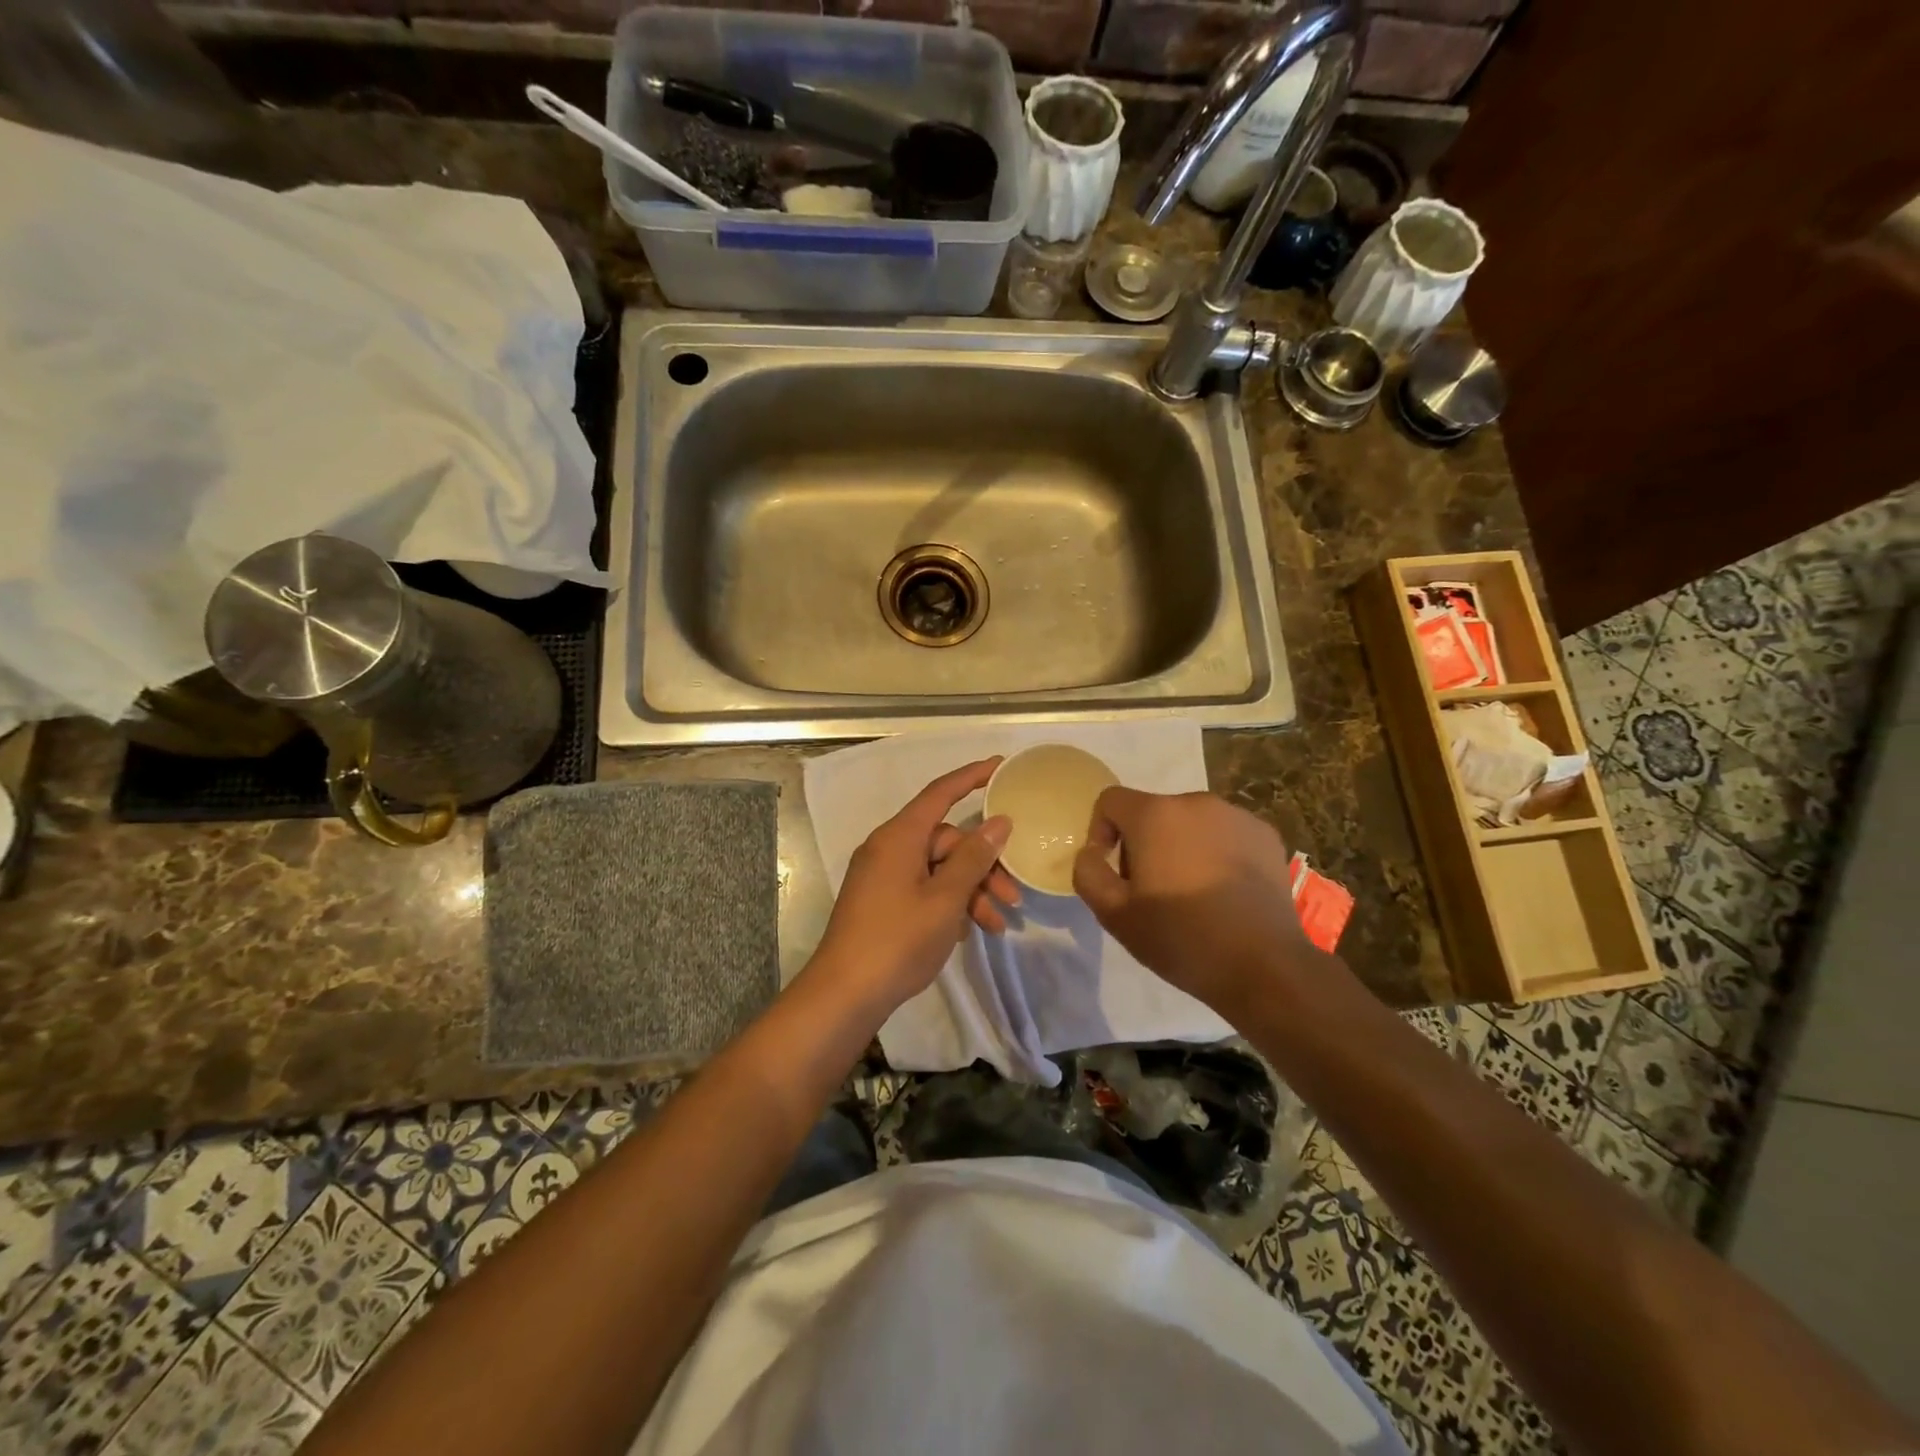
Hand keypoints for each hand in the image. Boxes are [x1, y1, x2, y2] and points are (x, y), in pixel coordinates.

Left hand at [810, 759, 1017, 1015]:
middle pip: (947, 841)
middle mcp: (889, 848)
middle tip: (1012, 897)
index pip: (940, 793)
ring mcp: (884, 876)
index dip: (971, 776)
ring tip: (995, 925)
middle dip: (983, 866)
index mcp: (899, 837)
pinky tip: (967, 932)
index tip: (1001, 765)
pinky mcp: (883, 902)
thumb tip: (999, 823)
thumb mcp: (946, 898)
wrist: (845, 994)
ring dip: (970, 892)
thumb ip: (974, 858)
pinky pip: (924, 888)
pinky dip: (949, 904)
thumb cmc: (897, 940)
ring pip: (939, 869)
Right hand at [1072, 788, 1323, 1018]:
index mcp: (1155, 814)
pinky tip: (1224, 892)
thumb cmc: (1180, 938)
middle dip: (1143, 843)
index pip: (1111, 800)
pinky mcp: (1266, 834)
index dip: (1101, 831)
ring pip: (1190, 822)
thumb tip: (1091, 852)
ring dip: (1180, 846)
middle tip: (1151, 891)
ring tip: (1191, 893)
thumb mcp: (1114, 915)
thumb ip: (1088, 873)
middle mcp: (1196, 802)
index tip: (1113, 871)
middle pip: (1152, 812)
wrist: (1264, 965)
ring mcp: (1236, 815)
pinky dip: (1216, 852)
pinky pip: (1225, 833)